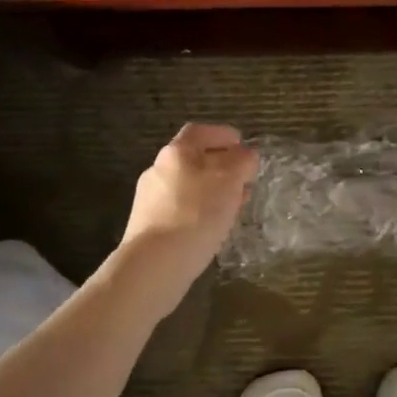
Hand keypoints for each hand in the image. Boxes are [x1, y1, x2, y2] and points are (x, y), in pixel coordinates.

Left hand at [117, 123, 259, 293]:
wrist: (155, 264)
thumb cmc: (196, 214)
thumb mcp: (229, 182)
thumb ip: (241, 162)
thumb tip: (247, 154)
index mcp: (176, 153)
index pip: (200, 132)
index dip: (223, 134)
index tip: (243, 145)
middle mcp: (158, 170)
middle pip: (193, 160)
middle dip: (221, 166)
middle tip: (245, 178)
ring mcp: (150, 200)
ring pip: (188, 186)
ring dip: (212, 190)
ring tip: (235, 204)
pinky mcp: (149, 226)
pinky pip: (181, 209)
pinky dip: (201, 210)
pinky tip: (214, 226)